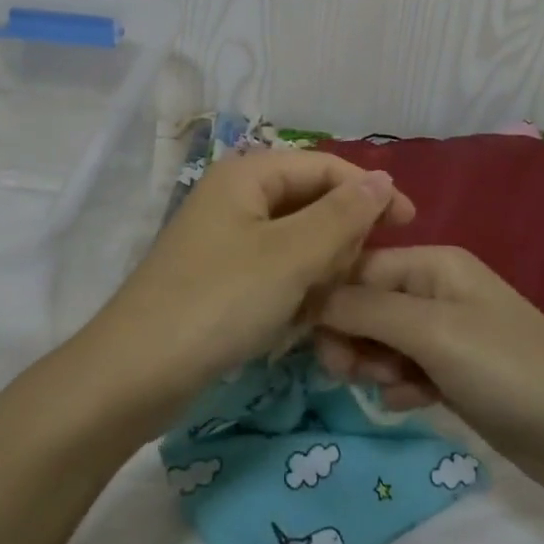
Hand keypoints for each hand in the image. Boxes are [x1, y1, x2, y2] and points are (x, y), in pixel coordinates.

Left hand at [84, 149, 414, 411]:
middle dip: (341, 239)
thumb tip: (383, 179)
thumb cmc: (219, 303)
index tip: (409, 225)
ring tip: (325, 306)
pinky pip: (276, 272)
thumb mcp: (291, 256)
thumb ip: (343, 215)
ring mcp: (226, 240)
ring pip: (296, 242)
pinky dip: (294, 292)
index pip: (326, 167)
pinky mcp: (222, 279)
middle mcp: (236, 198)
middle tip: (360, 279)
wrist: (134, 376)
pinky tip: (298, 323)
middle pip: (311, 203)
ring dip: (320, 271)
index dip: (370, 191)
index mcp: (248, 176)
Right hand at [315, 246, 543, 494]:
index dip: (330, 300)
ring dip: (374, 364)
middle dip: (351, 337)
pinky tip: (410, 404)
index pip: (360, 267)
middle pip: (367, 304)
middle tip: (346, 373)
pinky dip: (399, 386)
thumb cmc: (507, 369)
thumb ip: (366, 310)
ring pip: (382, 340)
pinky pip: (405, 370)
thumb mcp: (432, 332)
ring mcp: (447, 333)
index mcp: (434, 264)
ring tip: (391, 388)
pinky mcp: (454, 373)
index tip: (310, 343)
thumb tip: (308, 295)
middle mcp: (437, 290)